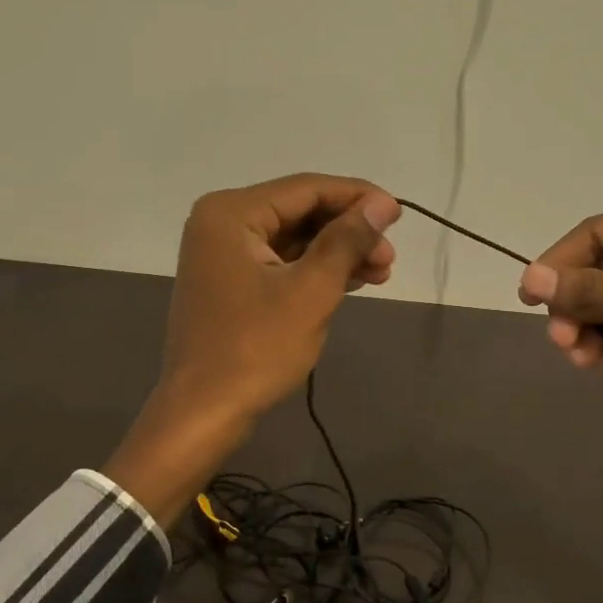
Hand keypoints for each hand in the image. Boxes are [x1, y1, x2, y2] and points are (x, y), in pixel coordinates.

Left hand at [158, 173, 400, 423]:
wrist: (203, 414)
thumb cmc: (256, 349)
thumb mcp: (311, 291)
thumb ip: (346, 240)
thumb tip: (382, 204)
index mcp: (231, 213)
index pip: (306, 188)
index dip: (357, 197)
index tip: (399, 214)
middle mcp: (221, 223)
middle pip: (299, 211)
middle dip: (348, 231)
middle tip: (390, 256)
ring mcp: (222, 254)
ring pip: (293, 239)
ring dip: (337, 252)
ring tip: (381, 272)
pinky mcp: (230, 282)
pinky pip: (280, 262)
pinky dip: (315, 270)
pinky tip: (351, 281)